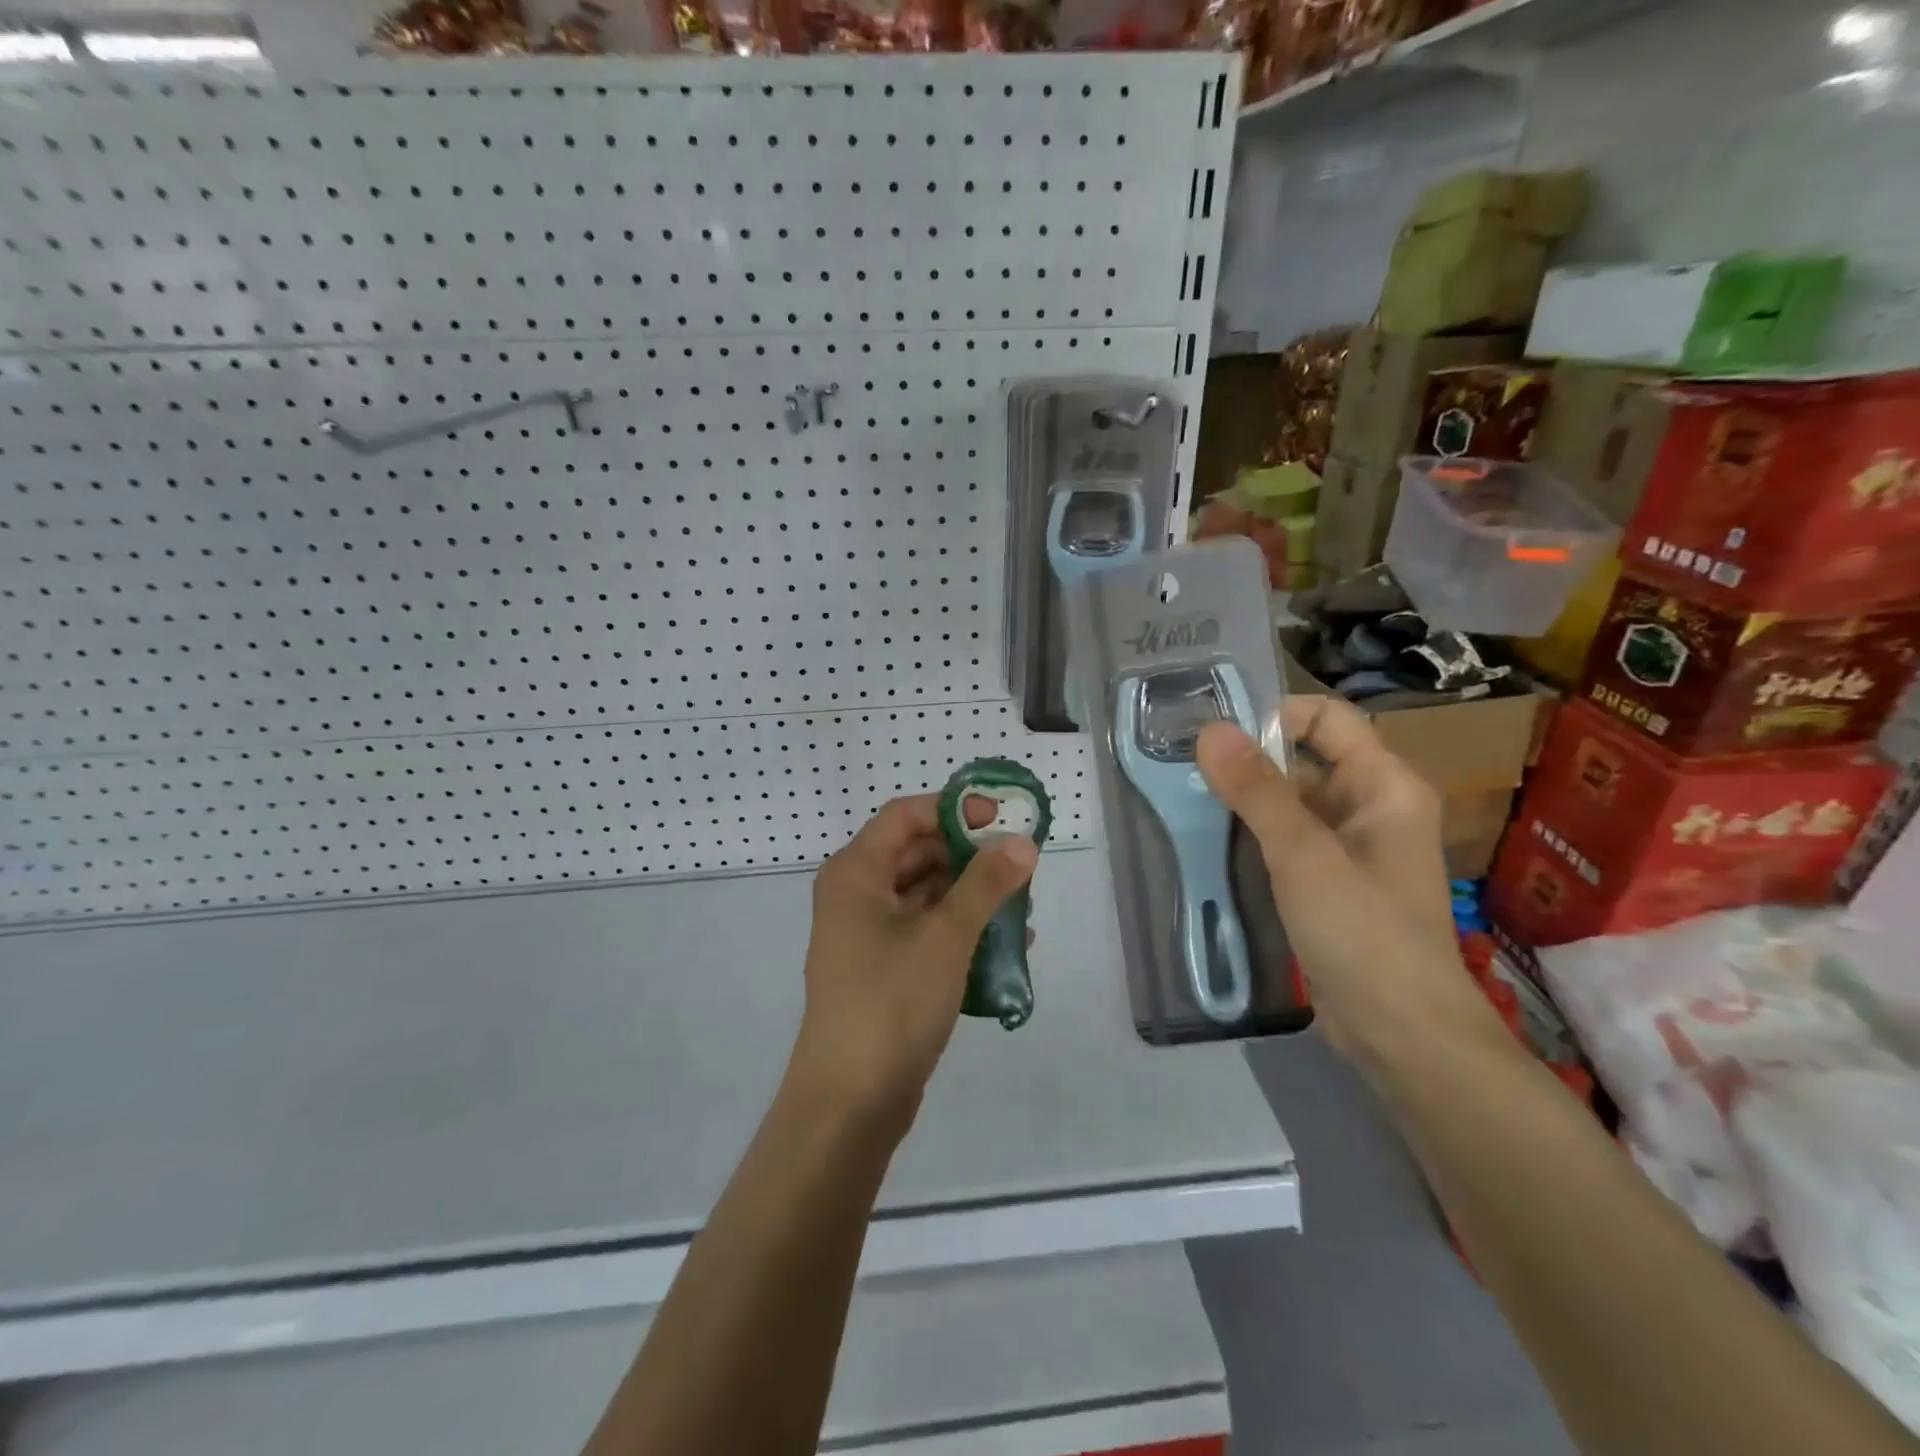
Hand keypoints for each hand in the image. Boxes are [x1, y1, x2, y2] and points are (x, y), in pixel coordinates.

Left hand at [790, 794, 1038, 1130]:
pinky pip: (926, 933)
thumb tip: (1022, 842)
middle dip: (970, 857)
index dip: (954, 808)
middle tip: (1020, 866)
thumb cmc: (891, 1003)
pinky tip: (1006, 947)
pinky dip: (961, 932)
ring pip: (926, 896)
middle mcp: (857, 895)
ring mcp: (868, 935)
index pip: (906, 815)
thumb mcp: (946, 936)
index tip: (1001, 818)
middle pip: (918, 853)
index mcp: (856, 872)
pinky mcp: (883, 970)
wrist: (849, 1103)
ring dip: (972, 897)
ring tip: (1022, 908)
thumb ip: (986, 884)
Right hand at [1197, 696, 1500, 1065]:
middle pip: (1304, 756)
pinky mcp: (1329, 880)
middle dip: (1249, 758)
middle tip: (1186, 767)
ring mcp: (1350, 845)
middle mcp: (1370, 805)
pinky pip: (1287, 837)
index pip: (1326, 717)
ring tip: (1188, 799)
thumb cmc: (1364, 932)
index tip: (1216, 735)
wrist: (1402, 1033)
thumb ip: (1256, 790)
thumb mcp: (1304, 855)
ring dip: (1245, 797)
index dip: (1274, 715)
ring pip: (1290, 799)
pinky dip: (1253, 832)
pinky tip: (1211, 840)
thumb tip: (1210, 730)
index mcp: (1384, 784)